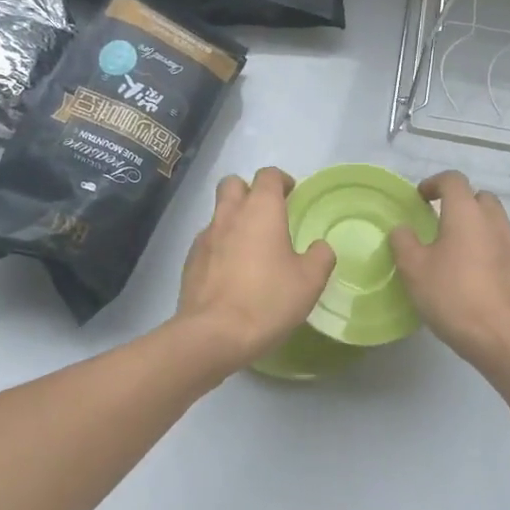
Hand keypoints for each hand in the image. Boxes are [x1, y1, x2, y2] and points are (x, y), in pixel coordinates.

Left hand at [175, 168, 335, 368]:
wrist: (213, 334)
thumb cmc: (267, 300)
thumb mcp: (309, 282)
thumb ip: (320, 257)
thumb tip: (319, 247)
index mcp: (261, 210)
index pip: (267, 175)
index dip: (280, 180)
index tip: (291, 194)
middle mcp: (229, 214)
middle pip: (233, 183)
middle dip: (248, 190)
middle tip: (266, 213)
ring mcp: (205, 236)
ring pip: (218, 212)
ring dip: (233, 219)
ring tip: (249, 247)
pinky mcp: (190, 260)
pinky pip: (207, 241)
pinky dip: (220, 246)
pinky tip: (230, 271)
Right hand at [389, 171, 509, 370]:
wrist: (505, 339)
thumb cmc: (454, 296)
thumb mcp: (414, 269)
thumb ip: (404, 242)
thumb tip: (403, 229)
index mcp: (466, 214)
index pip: (453, 180)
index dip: (434, 183)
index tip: (420, 199)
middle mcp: (494, 223)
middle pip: (480, 197)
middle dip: (460, 203)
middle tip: (439, 222)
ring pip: (495, 224)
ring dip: (476, 228)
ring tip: (455, 252)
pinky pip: (504, 250)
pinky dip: (488, 252)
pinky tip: (475, 277)